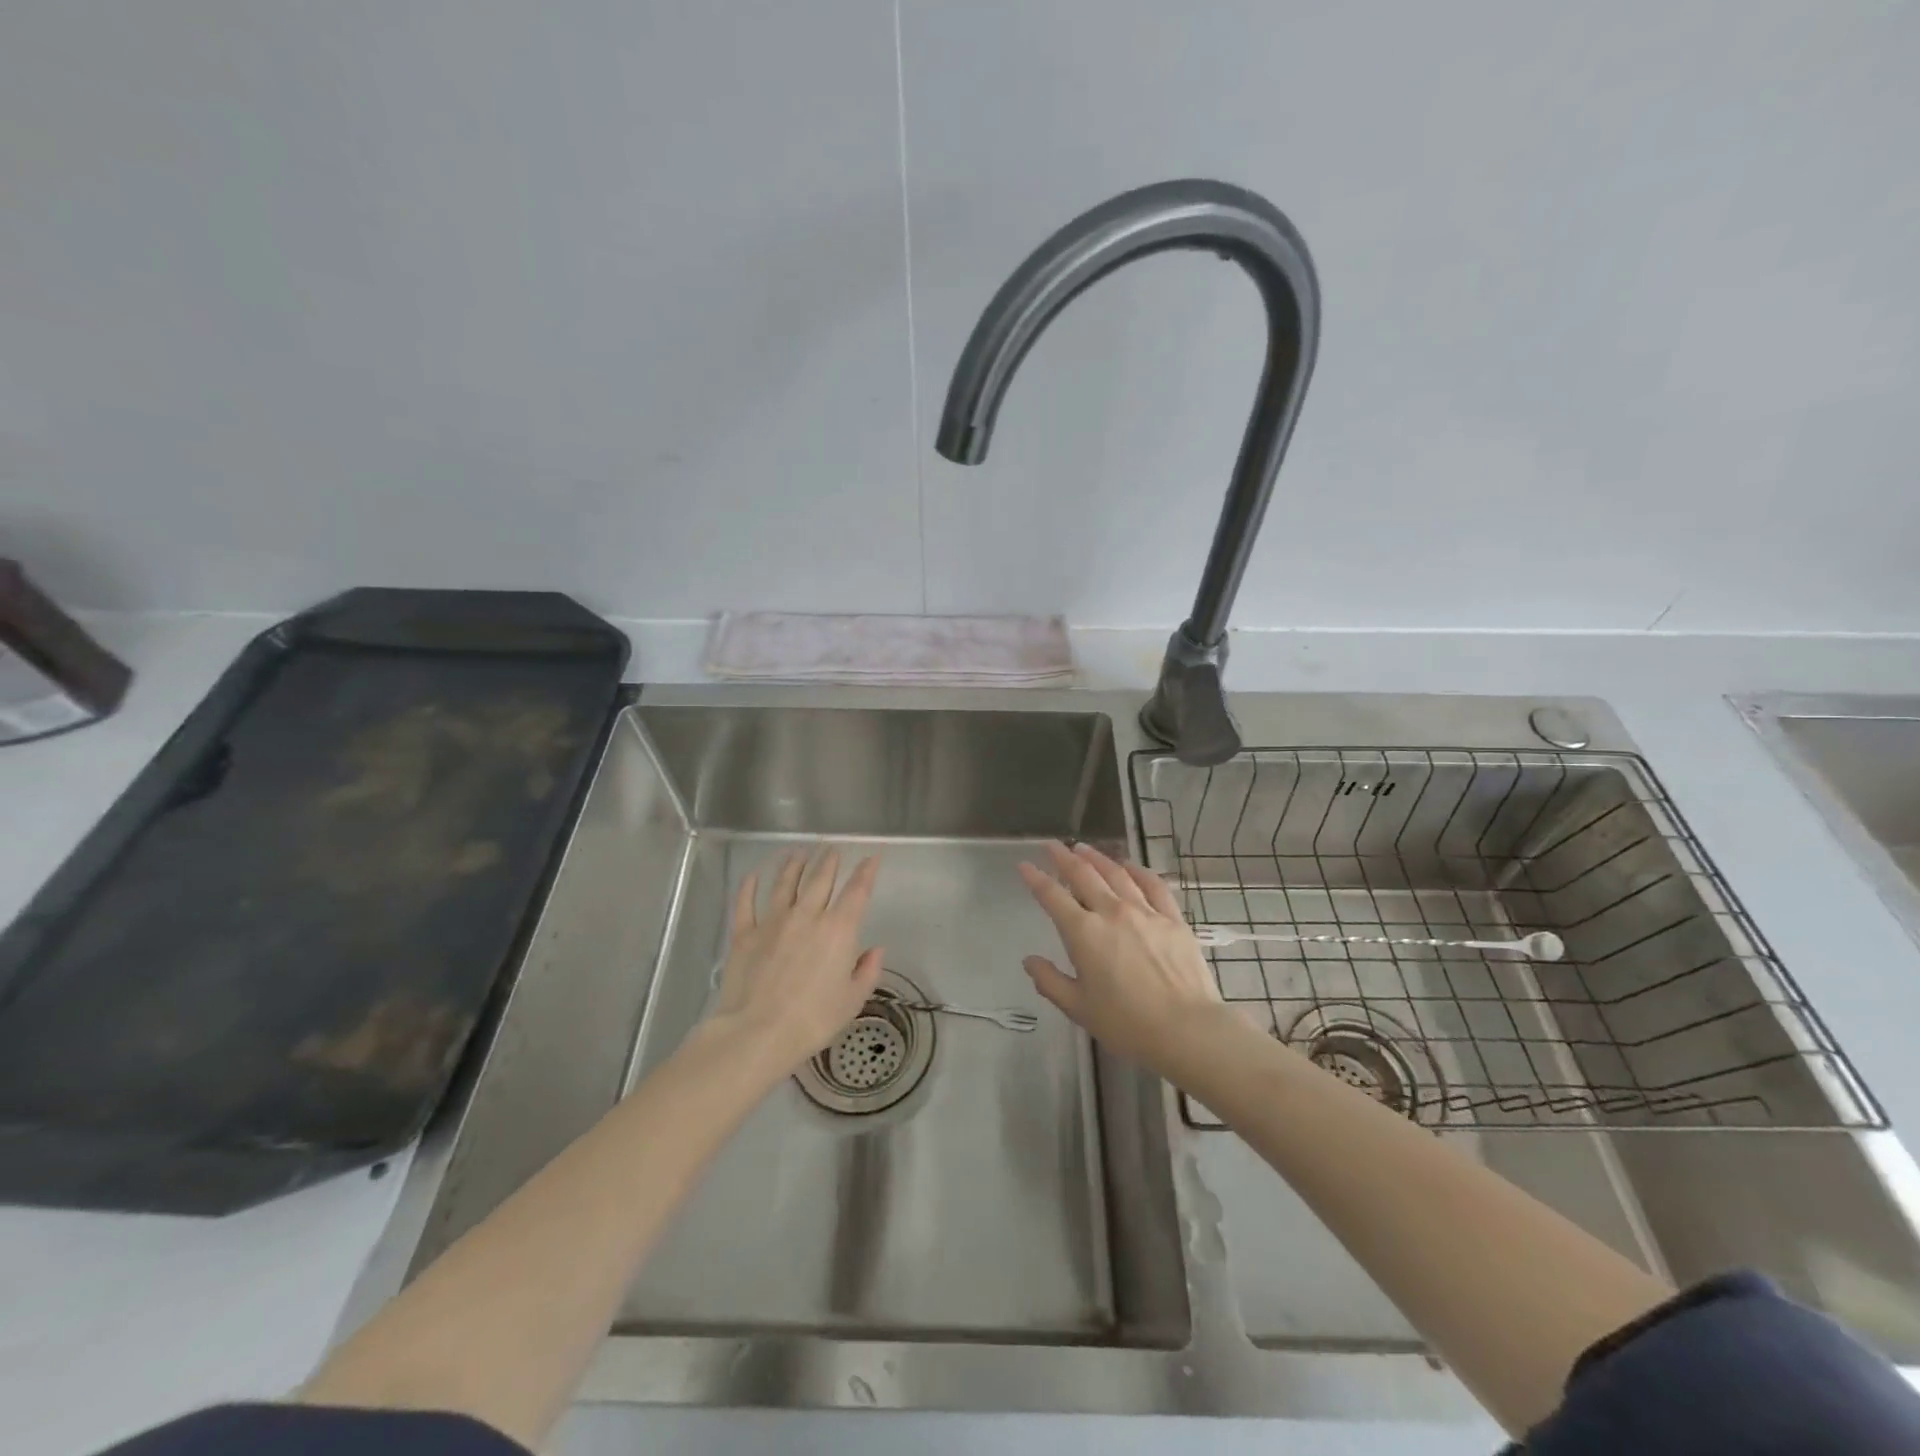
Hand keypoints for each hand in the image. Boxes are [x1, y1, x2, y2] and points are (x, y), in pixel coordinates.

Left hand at [711, 847, 883, 1071]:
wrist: (758, 1033)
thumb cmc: (813, 1020)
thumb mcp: (852, 1000)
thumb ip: (867, 971)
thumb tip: (876, 949)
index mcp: (838, 930)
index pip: (857, 891)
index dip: (866, 871)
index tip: (872, 857)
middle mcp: (807, 916)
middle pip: (819, 879)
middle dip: (828, 861)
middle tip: (831, 849)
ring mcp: (772, 922)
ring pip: (785, 884)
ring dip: (793, 865)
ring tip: (798, 854)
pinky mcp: (744, 934)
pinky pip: (746, 903)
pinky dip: (749, 886)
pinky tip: (753, 876)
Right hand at [1018, 841, 1225, 1079]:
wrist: (1186, 1029)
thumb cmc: (1127, 1024)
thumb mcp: (1078, 1008)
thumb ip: (1050, 981)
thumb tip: (1030, 961)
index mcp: (1084, 933)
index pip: (1052, 896)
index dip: (1036, 879)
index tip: (1024, 865)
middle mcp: (1111, 912)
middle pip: (1083, 875)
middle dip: (1063, 857)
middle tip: (1052, 845)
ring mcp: (1145, 911)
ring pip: (1116, 873)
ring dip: (1097, 857)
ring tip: (1083, 848)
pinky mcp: (1172, 918)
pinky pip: (1153, 885)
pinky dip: (1138, 871)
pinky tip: (1130, 866)